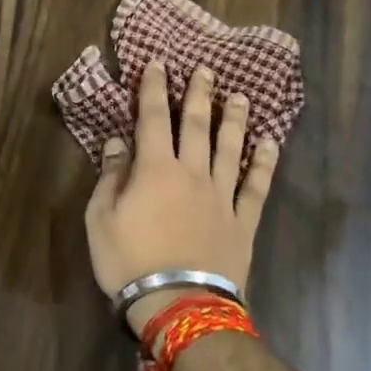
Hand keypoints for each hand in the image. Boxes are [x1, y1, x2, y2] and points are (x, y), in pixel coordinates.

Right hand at [84, 61, 279, 335]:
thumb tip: (118, 143)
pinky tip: (270, 145)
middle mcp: (192, 173)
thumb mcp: (101, 219)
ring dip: (234, 120)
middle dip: (199, 95)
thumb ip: (111, 177)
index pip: (153, 118)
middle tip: (205, 70)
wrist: (178, 305)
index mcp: (155, 169)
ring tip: (240, 97)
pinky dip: (264, 164)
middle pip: (197, 126)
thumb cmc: (129, 261)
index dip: (155, 89)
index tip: (159, 64)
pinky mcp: (242, 222)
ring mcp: (222, 196)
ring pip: (231, 149)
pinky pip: (256, 187)